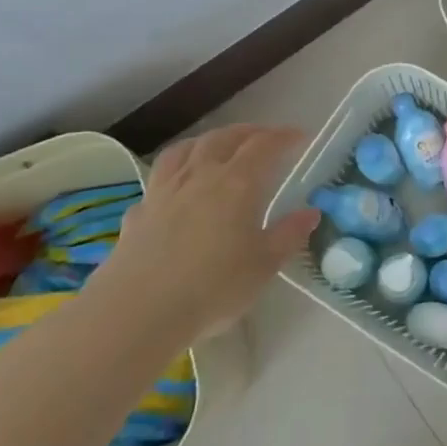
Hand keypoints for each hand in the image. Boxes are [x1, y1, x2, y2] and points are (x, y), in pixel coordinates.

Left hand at [99, 124, 319, 337]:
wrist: (136, 313)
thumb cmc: (212, 288)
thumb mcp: (264, 266)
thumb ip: (288, 235)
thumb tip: (310, 213)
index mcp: (237, 184)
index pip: (264, 145)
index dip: (283, 136)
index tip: (299, 136)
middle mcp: (200, 177)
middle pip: (223, 138)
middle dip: (247, 132)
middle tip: (262, 137)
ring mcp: (164, 192)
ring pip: (185, 150)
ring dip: (206, 141)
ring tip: (217, 146)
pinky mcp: (138, 213)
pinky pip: (158, 180)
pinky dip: (174, 174)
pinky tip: (176, 189)